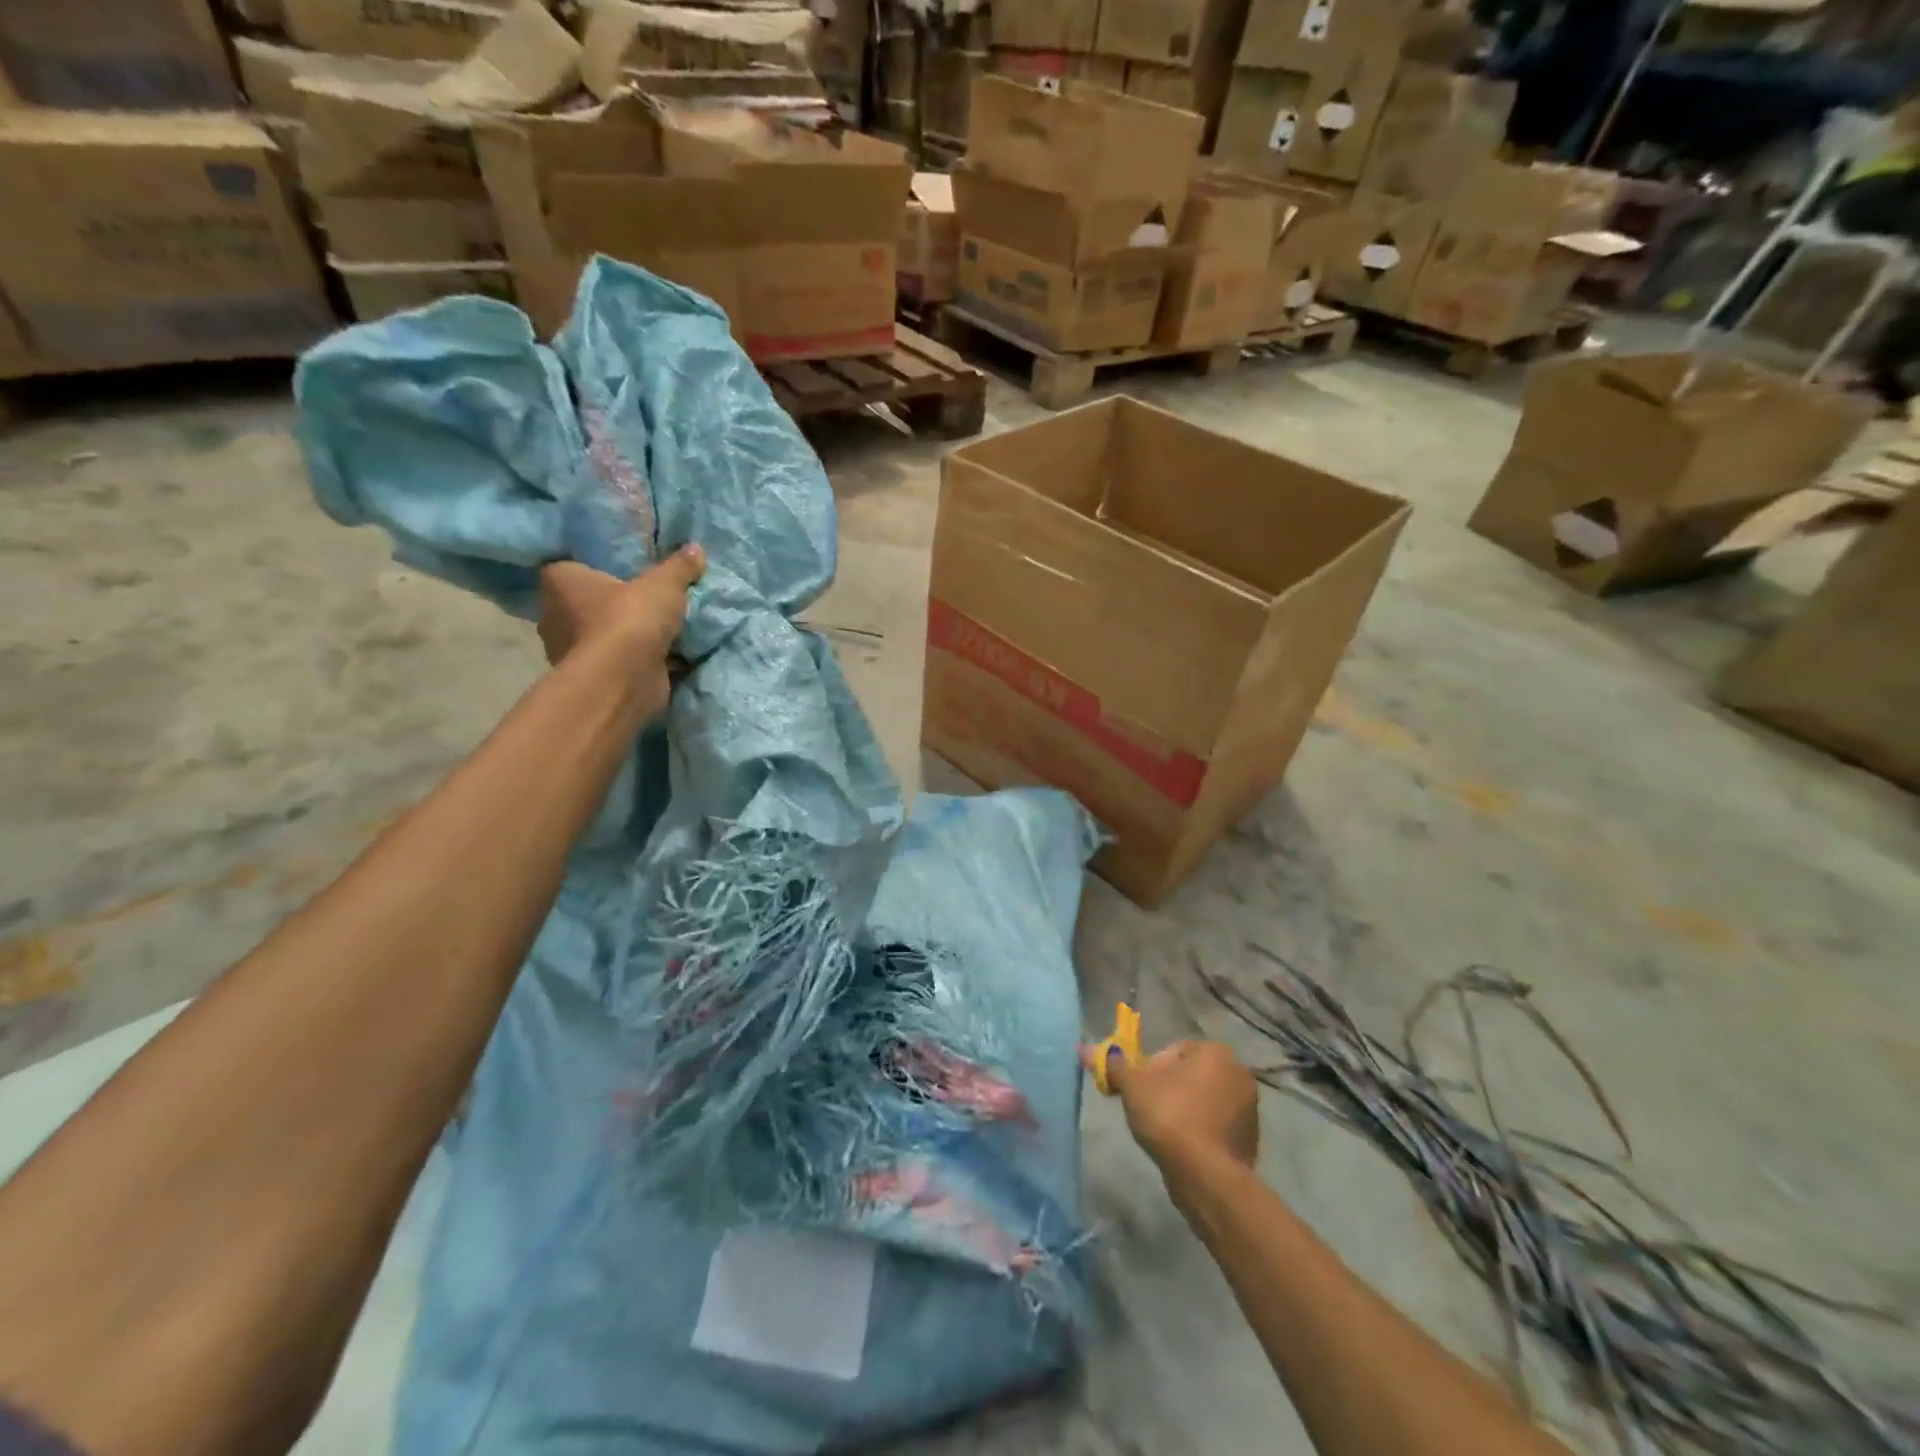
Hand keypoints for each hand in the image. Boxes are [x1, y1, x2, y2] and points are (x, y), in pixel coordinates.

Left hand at [537, 544, 705, 722]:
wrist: (624, 679)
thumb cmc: (629, 619)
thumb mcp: (663, 584)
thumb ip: (679, 567)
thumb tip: (696, 548)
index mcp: (559, 582)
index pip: (570, 566)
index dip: (594, 566)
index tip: (621, 569)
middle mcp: (554, 615)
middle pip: (587, 603)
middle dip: (613, 604)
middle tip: (646, 599)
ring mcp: (570, 651)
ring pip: (603, 635)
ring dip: (626, 636)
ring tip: (660, 629)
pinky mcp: (593, 678)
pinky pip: (617, 661)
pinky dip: (635, 661)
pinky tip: (663, 656)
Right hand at [1091, 1039, 1258, 1175]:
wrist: (1206, 1176)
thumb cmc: (1169, 1117)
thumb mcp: (1132, 1086)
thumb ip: (1112, 1065)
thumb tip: (1084, 1048)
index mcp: (1215, 1052)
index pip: (1173, 1051)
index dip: (1150, 1069)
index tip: (1138, 1091)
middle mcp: (1238, 1073)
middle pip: (1190, 1075)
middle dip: (1168, 1089)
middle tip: (1147, 1110)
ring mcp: (1249, 1109)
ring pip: (1204, 1101)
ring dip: (1185, 1111)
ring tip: (1163, 1133)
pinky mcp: (1250, 1140)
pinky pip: (1216, 1127)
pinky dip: (1200, 1133)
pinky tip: (1183, 1150)